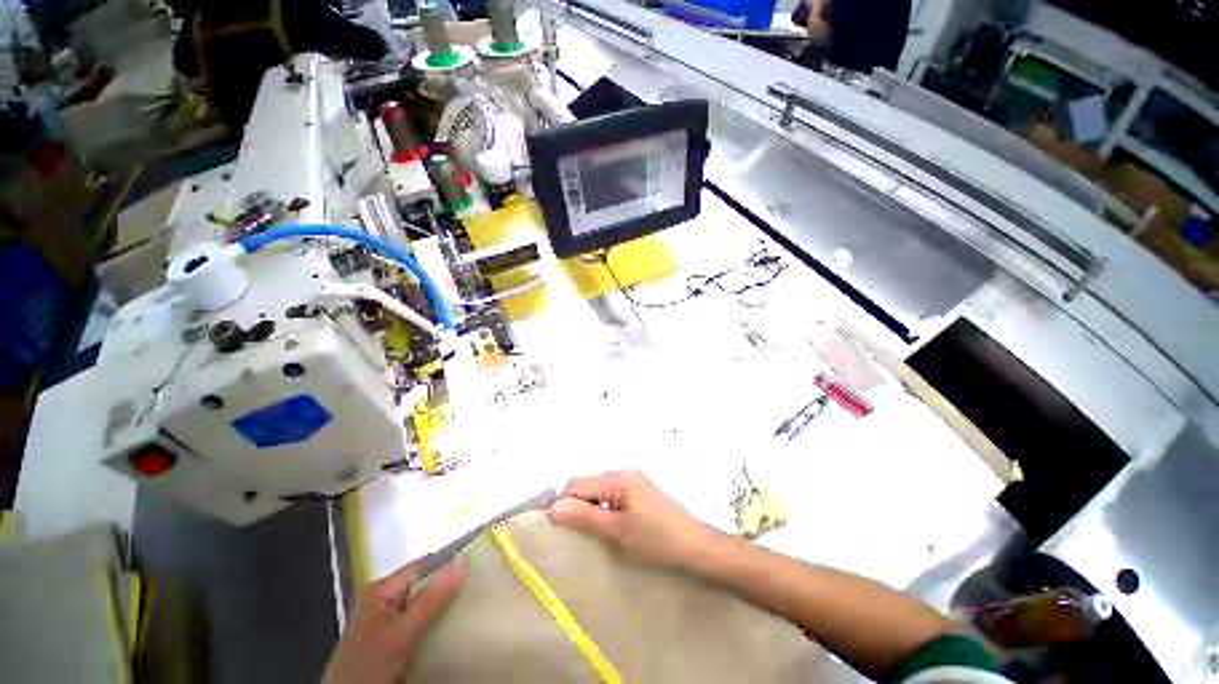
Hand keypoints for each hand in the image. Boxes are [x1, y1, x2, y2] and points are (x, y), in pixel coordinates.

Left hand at [322, 559, 466, 683]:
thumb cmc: (369, 665)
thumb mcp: (403, 633)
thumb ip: (432, 599)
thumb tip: (464, 561)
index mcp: (381, 589)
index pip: (423, 565)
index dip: (449, 563)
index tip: (479, 565)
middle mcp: (384, 600)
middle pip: (425, 584)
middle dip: (450, 586)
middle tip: (480, 587)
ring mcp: (387, 622)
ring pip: (424, 605)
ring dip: (445, 606)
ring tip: (472, 605)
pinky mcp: (391, 641)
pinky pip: (420, 623)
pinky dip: (436, 623)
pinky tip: (453, 628)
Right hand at [549, 470, 719, 568]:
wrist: (696, 547)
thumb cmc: (656, 539)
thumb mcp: (616, 531)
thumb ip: (584, 517)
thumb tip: (553, 507)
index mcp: (617, 478)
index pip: (577, 484)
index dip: (564, 504)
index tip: (559, 530)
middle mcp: (624, 472)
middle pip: (588, 484)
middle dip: (577, 505)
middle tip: (577, 534)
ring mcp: (634, 480)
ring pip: (599, 490)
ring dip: (590, 508)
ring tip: (593, 534)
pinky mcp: (640, 491)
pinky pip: (612, 494)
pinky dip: (604, 508)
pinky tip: (609, 527)